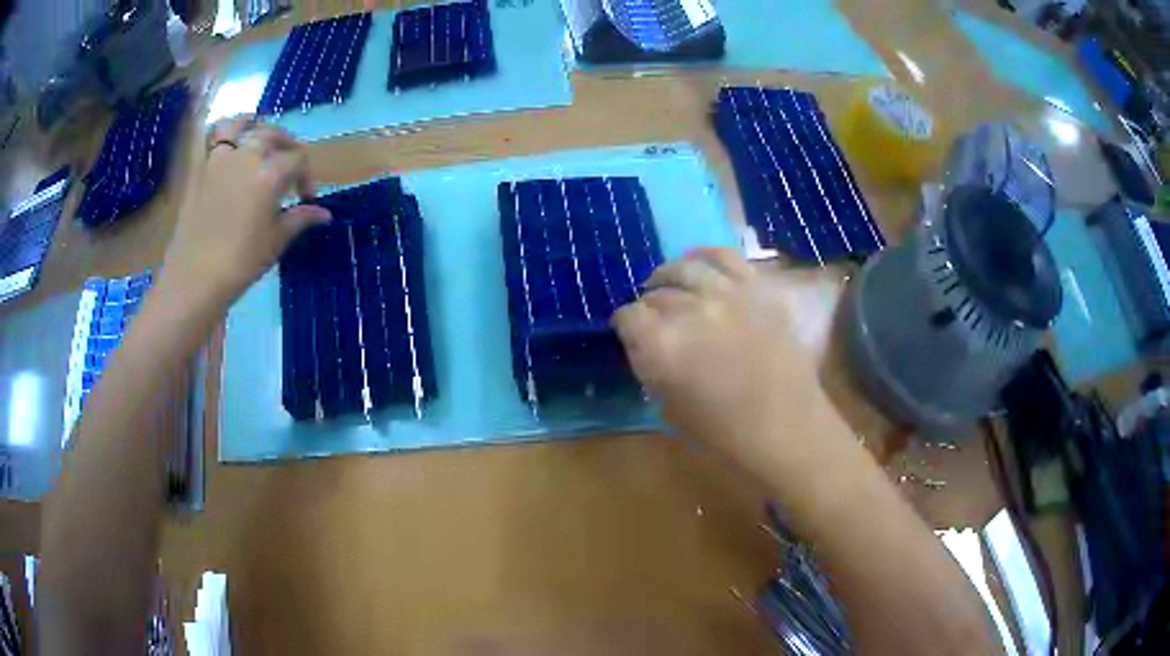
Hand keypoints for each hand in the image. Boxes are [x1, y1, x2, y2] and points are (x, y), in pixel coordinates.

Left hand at [159, 115, 331, 306]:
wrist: (194, 279)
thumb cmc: (239, 263)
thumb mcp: (275, 242)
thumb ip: (299, 219)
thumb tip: (323, 213)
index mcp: (270, 174)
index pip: (298, 159)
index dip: (306, 176)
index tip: (306, 198)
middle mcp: (246, 157)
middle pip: (273, 134)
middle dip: (287, 145)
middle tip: (289, 165)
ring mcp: (219, 159)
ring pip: (240, 124)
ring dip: (254, 125)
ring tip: (259, 134)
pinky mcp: (199, 169)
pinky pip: (210, 137)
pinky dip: (221, 131)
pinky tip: (227, 139)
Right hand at [613, 247, 853, 473]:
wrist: (786, 427)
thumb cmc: (724, 433)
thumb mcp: (669, 408)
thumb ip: (651, 367)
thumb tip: (643, 344)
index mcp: (661, 345)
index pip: (628, 317)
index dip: (625, 326)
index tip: (627, 334)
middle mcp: (689, 310)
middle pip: (656, 295)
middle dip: (648, 307)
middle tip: (652, 320)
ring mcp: (726, 293)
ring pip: (685, 269)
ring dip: (668, 276)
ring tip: (665, 284)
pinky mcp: (756, 288)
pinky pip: (725, 257)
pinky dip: (706, 254)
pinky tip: (696, 261)